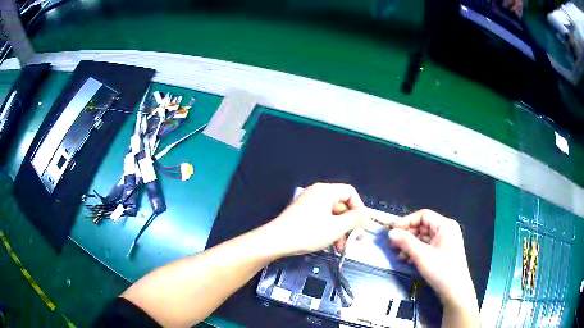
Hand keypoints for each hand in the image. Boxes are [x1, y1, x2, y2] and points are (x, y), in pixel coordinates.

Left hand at [260, 183, 365, 256]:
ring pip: (333, 215)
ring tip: (342, 246)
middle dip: (350, 224)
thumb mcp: (336, 227)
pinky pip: (323, 220)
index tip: (362, 223)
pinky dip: (329, 231)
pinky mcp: (303, 215)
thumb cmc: (304, 233)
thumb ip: (354, 220)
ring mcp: (309, 204)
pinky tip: (331, 244)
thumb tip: (364, 216)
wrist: (277, 241)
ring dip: (340, 230)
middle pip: (342, 205)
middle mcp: (316, 194)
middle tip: (355, 237)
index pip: (350, 193)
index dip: (360, 208)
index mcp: (325, 191)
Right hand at [388, 210, 477, 310]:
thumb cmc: (441, 270)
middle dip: (407, 235)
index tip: (392, 231)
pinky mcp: (442, 252)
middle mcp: (446, 230)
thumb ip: (406, 242)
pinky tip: (408, 260)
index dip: (407, 221)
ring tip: (399, 256)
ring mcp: (445, 241)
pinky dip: (416, 251)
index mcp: (445, 225)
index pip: (423, 215)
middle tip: (393, 245)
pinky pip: (427, 246)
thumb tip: (390, 233)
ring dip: (410, 245)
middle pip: (423, 226)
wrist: (455, 291)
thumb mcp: (422, 256)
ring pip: (423, 237)